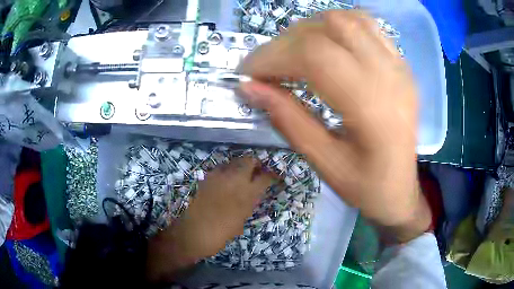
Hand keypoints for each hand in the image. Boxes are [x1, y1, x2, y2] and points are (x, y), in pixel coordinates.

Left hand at [146, 157, 275, 281]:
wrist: (192, 233)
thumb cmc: (220, 233)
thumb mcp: (241, 221)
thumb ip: (248, 204)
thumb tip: (252, 194)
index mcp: (247, 193)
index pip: (265, 176)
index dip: (272, 175)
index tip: (275, 177)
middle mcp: (234, 179)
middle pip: (249, 159)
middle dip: (256, 164)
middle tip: (257, 172)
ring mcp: (218, 175)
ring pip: (234, 161)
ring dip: (241, 166)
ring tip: (242, 176)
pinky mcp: (206, 177)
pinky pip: (221, 168)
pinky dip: (227, 171)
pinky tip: (226, 182)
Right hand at [239, 10, 430, 242]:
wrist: (401, 190)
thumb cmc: (366, 187)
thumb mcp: (324, 163)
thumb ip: (287, 120)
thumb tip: (249, 87)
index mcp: (374, 108)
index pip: (315, 55)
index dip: (273, 56)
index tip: (248, 73)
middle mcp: (391, 75)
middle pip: (330, 27)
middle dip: (286, 41)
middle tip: (267, 66)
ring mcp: (399, 65)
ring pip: (348, 18)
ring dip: (310, 28)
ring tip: (292, 53)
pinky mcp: (400, 63)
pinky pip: (366, 25)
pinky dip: (336, 26)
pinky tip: (324, 44)